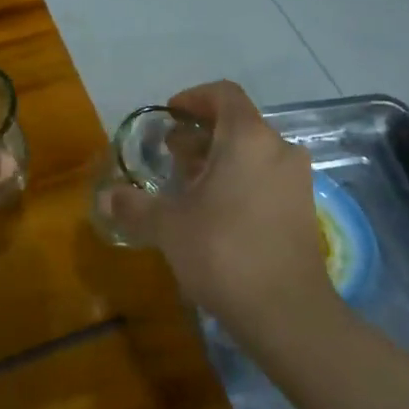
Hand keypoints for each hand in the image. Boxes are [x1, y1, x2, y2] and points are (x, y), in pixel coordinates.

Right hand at [102, 81, 333, 332]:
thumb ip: (134, 205)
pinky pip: (266, 178)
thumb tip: (104, 197)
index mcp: (248, 138)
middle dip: (201, 135)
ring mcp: (297, 181)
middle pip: (237, 124)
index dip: (193, 98)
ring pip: (253, 153)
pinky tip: (215, 214)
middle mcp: (278, 149)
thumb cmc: (223, 252)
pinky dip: (240, 181)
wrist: (288, 315)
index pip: (223, 94)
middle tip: (171, 157)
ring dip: (219, 160)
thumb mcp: (168, 225)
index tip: (169, 116)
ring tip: (188, 188)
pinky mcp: (304, 210)